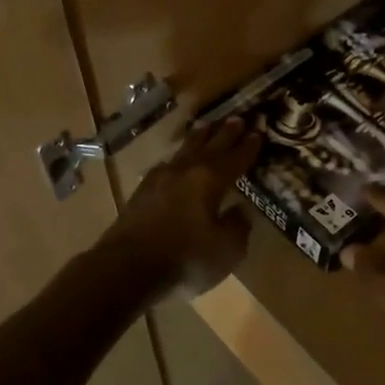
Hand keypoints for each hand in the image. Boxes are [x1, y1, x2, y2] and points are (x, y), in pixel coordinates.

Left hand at [97, 117, 262, 305]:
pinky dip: (177, 157)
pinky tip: (175, 160)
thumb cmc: (184, 259)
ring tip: (206, 126)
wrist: (126, 267)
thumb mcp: (226, 251)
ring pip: (185, 149)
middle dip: (226, 133)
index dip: (248, 146)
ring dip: (199, 137)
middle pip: (210, 145)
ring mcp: (161, 177)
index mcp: (211, 180)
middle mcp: (187, 170)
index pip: (235, 158)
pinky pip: (166, 164)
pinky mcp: (142, 190)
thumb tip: (240, 211)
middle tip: (237, 118)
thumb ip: (237, 227)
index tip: (258, 132)